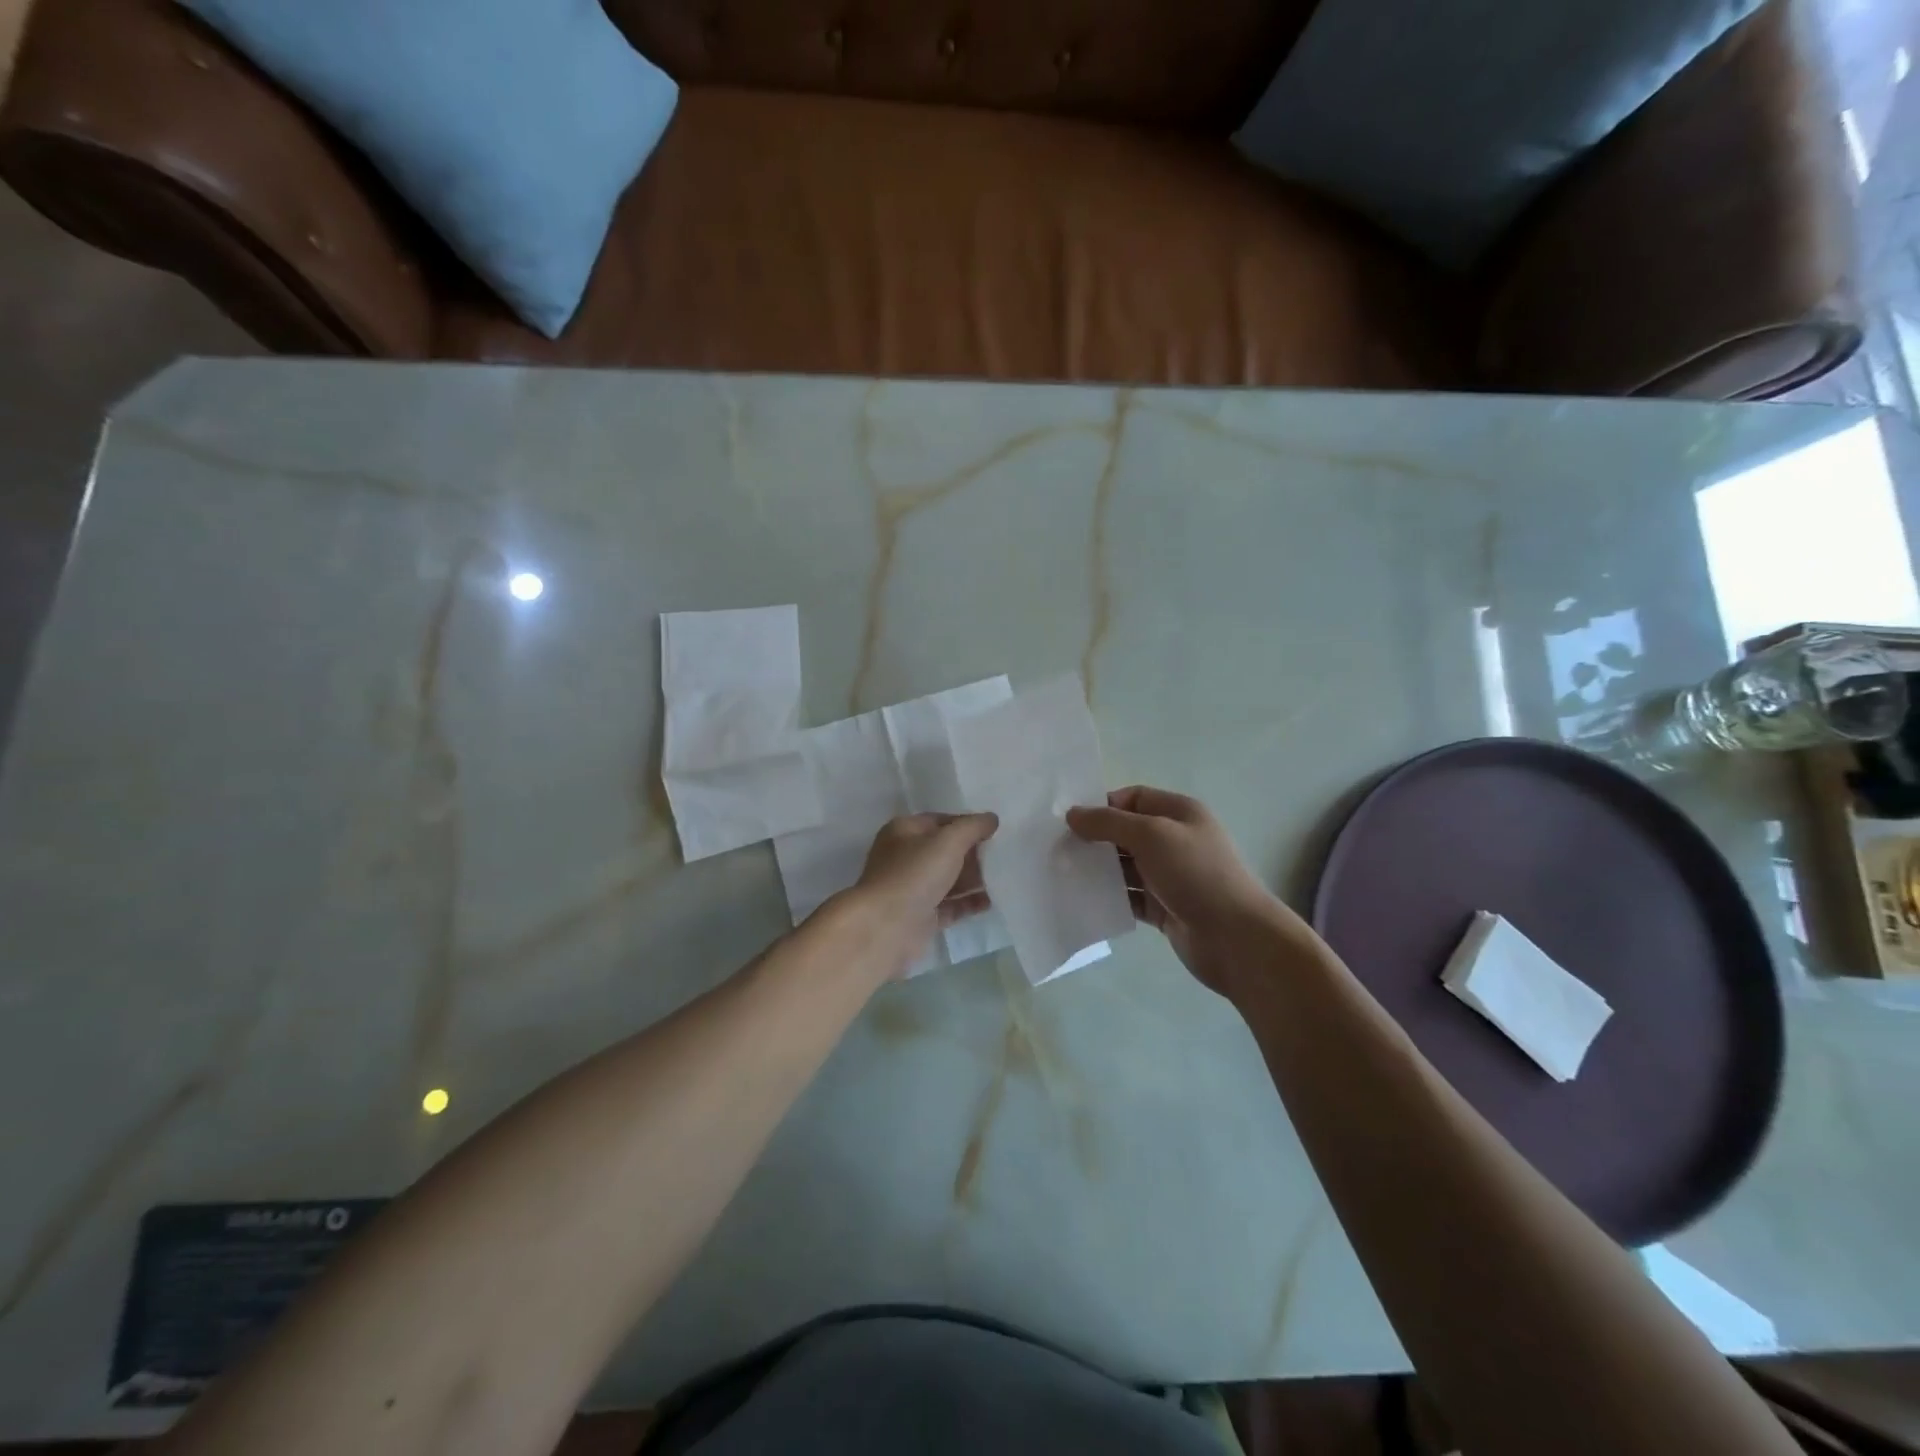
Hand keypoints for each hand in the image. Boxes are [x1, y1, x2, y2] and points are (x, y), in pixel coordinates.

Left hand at [838, 812, 997, 976]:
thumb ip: (972, 827)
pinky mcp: (921, 917)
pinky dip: (969, 903)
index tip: (996, 831)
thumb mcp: (948, 841)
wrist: (885, 927)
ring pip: (949, 879)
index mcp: (904, 831)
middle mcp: (905, 857)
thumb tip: (992, 819)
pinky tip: (992, 901)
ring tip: (1004, 878)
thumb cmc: (915, 874)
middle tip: (1004, 856)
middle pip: (946, 851)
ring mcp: (912, 889)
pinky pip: (950, 905)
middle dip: (974, 853)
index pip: (941, 820)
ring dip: (974, 879)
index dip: (968, 823)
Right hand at [1067, 786, 1292, 994]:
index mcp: (1179, 813)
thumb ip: (1109, 822)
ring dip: (1099, 871)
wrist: (1236, 938)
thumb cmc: (1196, 874)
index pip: (1133, 798)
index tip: (1070, 821)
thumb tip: (1073, 815)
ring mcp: (1170, 876)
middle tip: (1058, 849)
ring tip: (1063, 875)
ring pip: (1125, 867)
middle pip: (1126, 832)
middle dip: (1095, 839)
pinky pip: (1129, 897)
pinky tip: (1084, 901)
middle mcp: (1175, 840)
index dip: (1103, 805)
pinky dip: (1110, 898)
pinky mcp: (1164, 908)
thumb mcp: (1151, 835)